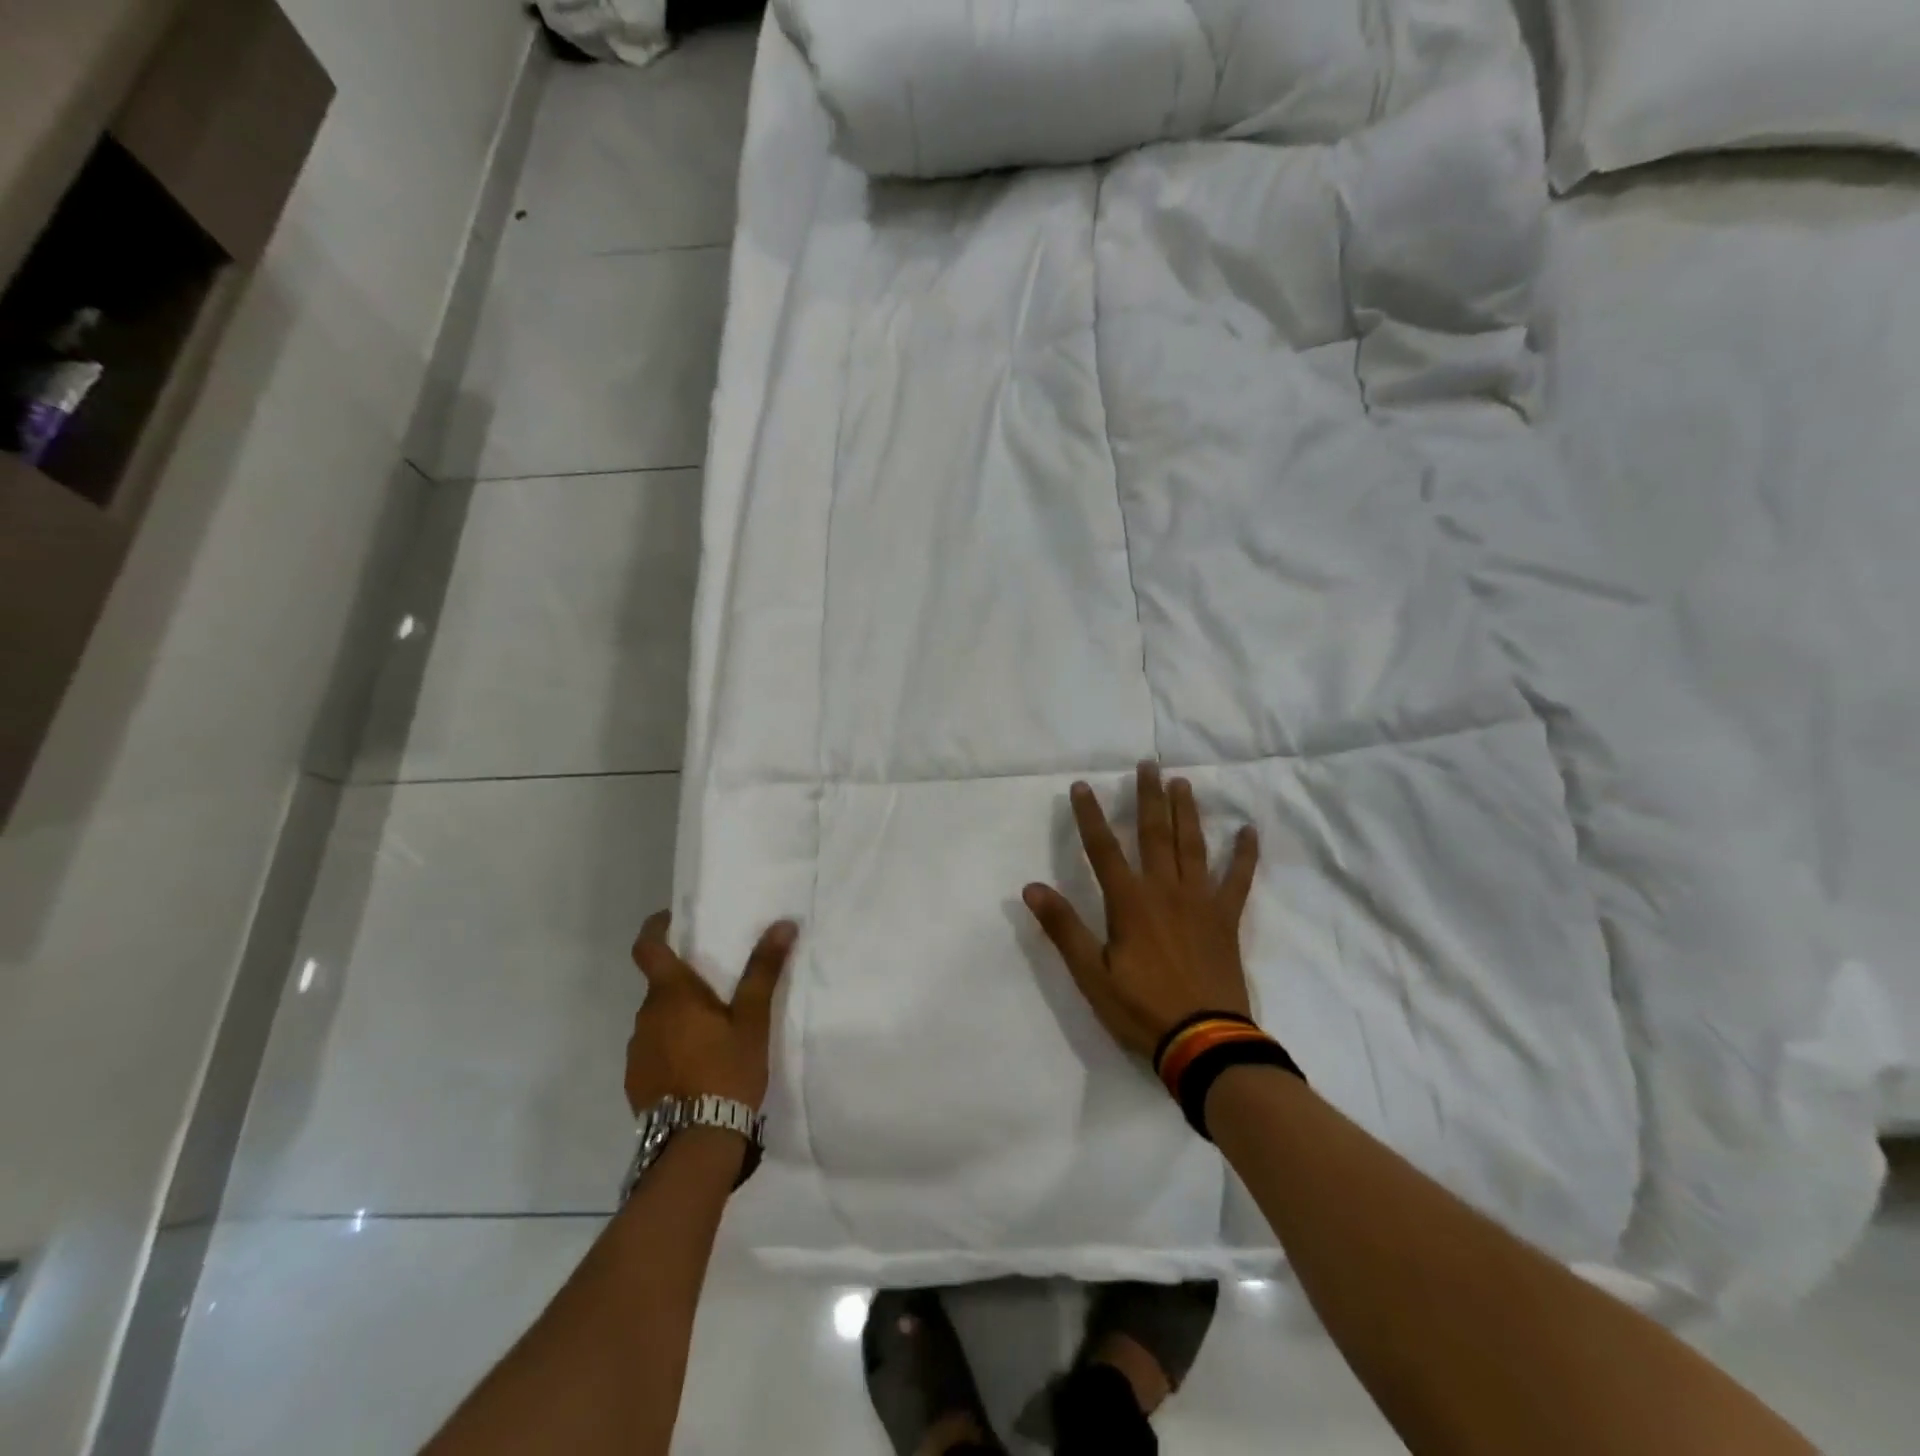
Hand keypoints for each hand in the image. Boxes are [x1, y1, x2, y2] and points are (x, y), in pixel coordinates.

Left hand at [625, 911, 796, 1114]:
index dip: (655, 928)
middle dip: (683, 981)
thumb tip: (783, 924)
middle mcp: (645, 1017)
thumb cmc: (726, 1070)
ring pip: (657, 1019)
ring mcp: (636, 1051)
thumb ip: (763, 970)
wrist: (696, 1143)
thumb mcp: (752, 1019)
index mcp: (671, 995)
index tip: (671, 919)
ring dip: (678, 1017)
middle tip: (718, 987)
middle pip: (659, 986)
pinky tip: (698, 1066)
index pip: (647, 948)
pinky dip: (672, 1047)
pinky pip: (653, 1050)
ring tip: (713, 1031)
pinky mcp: (636, 1082)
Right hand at [1022, 762, 1259, 1059]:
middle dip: (1148, 797)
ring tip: (1182, 783)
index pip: (1103, 848)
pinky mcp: (1226, 919)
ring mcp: (1200, 902)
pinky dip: (1244, 855)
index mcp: (1129, 902)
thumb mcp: (1091, 974)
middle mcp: (1165, 890)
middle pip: (1154, 834)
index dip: (1090, 815)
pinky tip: (1248, 831)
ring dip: (1186, 812)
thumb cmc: (1141, 1009)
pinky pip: (1238, 880)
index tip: (1082, 785)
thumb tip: (1031, 887)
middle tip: (1147, 765)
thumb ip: (1064, 928)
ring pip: (1192, 846)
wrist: (1204, 1042)